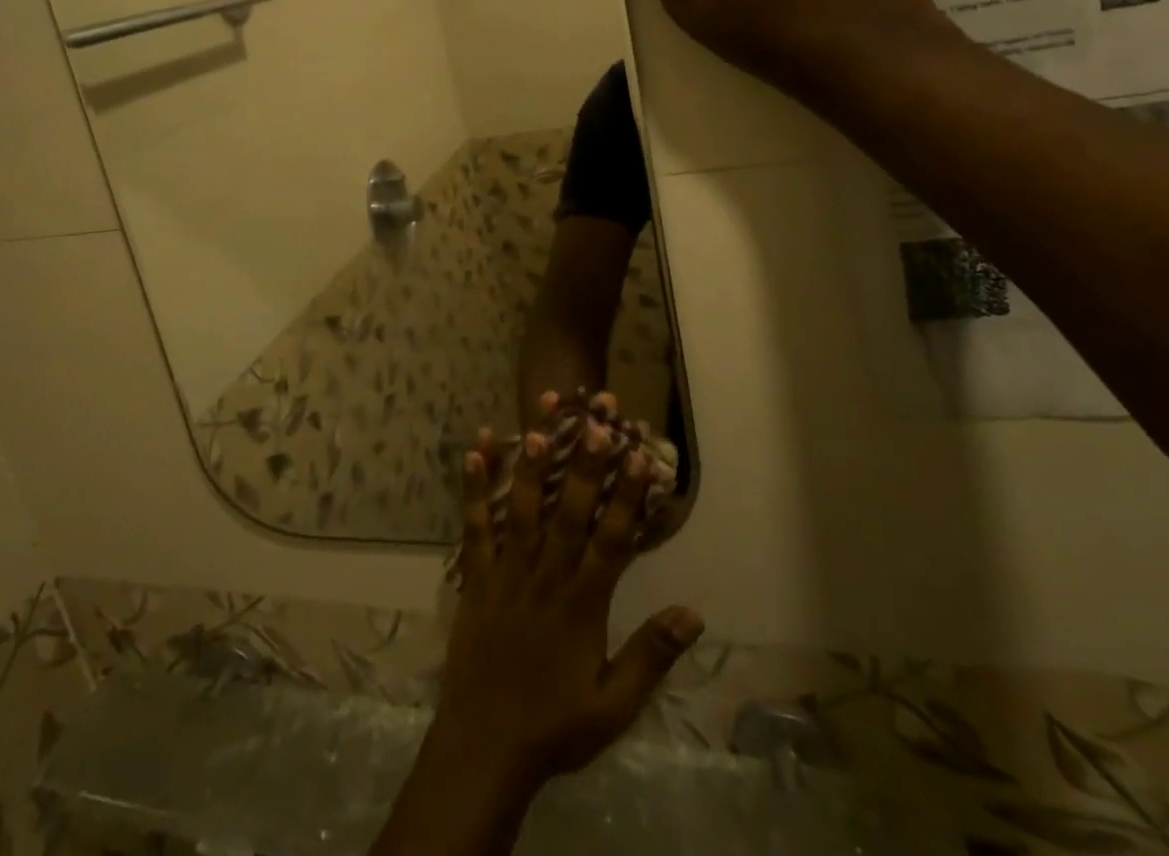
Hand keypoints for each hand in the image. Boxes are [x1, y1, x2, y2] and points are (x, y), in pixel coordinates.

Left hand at [436, 406, 703, 794]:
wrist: (484, 747)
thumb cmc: (554, 726)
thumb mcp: (614, 706)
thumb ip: (651, 656)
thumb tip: (693, 612)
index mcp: (583, 604)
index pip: (612, 540)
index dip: (626, 496)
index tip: (638, 456)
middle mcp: (546, 577)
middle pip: (570, 512)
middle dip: (585, 465)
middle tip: (595, 421)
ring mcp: (507, 572)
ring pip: (523, 509)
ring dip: (533, 464)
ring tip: (539, 421)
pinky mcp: (475, 576)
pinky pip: (475, 525)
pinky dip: (475, 487)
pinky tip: (476, 449)